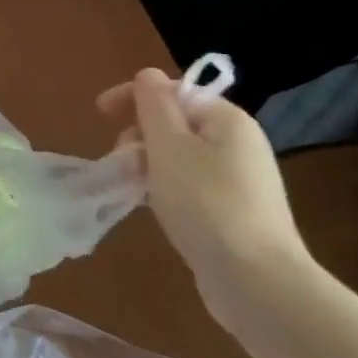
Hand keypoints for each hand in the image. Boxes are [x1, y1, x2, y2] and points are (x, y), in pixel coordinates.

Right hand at [96, 69, 309, 320]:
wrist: (257, 282)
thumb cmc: (206, 203)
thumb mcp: (168, 146)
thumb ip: (154, 105)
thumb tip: (148, 75)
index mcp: (227, 120)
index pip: (174, 91)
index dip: (134, 97)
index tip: (100, 115)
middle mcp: (239, 143)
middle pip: (177, 122)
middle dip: (140, 134)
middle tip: (120, 160)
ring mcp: (241, 181)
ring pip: (180, 156)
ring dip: (149, 163)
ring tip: (131, 186)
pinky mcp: (235, 213)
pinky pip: (190, 185)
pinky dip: (165, 188)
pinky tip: (153, 207)